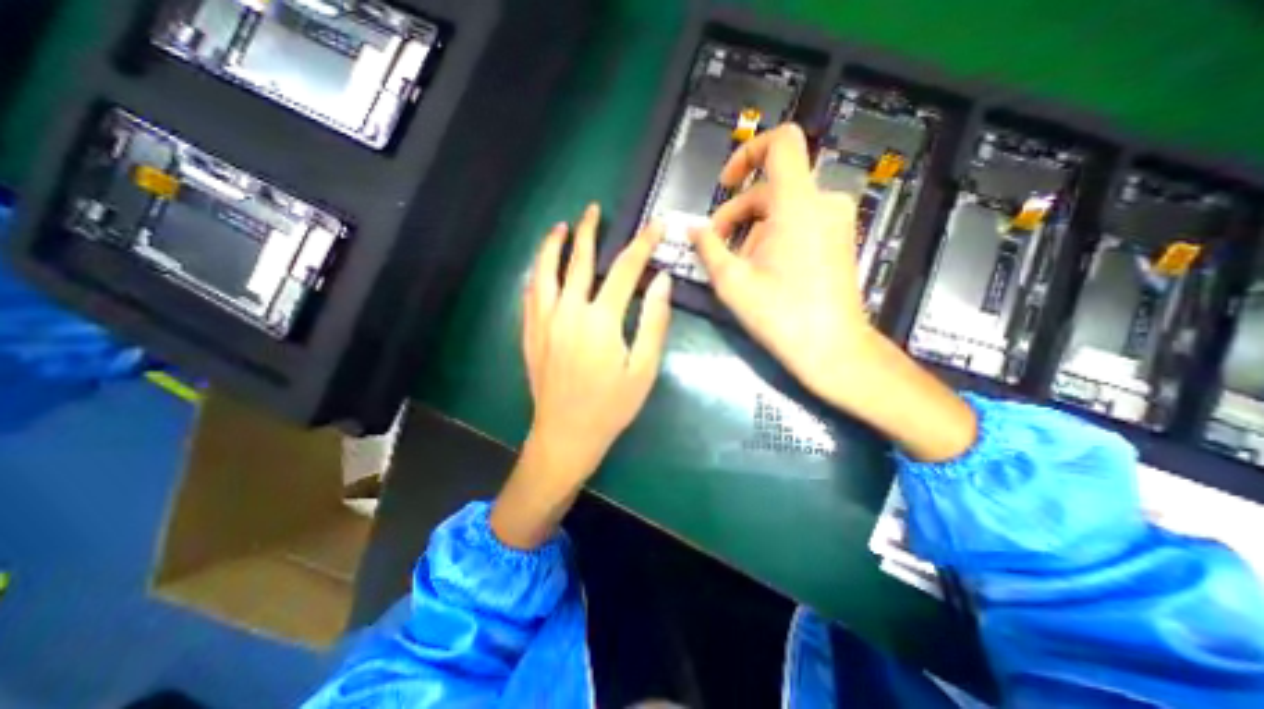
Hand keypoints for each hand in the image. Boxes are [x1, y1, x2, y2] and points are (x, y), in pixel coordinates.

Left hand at [491, 203, 677, 547]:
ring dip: (553, 245)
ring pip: (545, 271)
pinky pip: (531, 293)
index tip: (654, 226)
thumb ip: (654, 322)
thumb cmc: (611, 406)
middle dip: (589, 231)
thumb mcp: (643, 368)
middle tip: (594, 209)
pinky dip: (537, 273)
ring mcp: (544, 321)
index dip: (642, 245)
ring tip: (561, 227)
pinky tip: (541, 267)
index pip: (625, 270)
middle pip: (578, 260)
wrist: (566, 434)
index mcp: (600, 320)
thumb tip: (662, 282)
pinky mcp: (530, 333)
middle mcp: (568, 312)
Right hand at [690, 124, 975, 462]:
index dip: (748, 152)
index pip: (782, 142)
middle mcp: (823, 202)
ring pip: (783, 208)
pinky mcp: (839, 238)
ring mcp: (836, 220)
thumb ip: (707, 247)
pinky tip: (763, 269)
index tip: (725, 184)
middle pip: (771, 187)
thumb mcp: (732, 281)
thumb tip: (692, 229)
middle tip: (715, 246)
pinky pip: (800, 222)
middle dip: (737, 213)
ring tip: (739, 266)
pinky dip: (775, 236)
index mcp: (798, 204)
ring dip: (753, 229)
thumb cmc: (780, 315)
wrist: (832, 348)